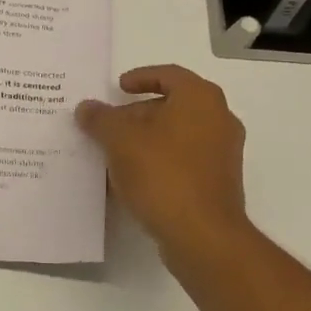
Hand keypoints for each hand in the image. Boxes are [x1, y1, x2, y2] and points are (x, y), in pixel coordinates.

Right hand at [76, 65, 249, 256]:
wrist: (202, 235)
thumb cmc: (163, 174)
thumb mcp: (120, 141)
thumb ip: (101, 119)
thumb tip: (87, 107)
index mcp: (200, 99)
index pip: (169, 74)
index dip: (140, 77)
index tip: (118, 88)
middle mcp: (219, 119)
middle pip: (173, 105)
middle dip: (138, 114)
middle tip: (109, 125)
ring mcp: (222, 153)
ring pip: (178, 135)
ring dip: (146, 140)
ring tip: (114, 153)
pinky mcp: (218, 182)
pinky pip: (184, 160)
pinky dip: (159, 161)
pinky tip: (132, 179)